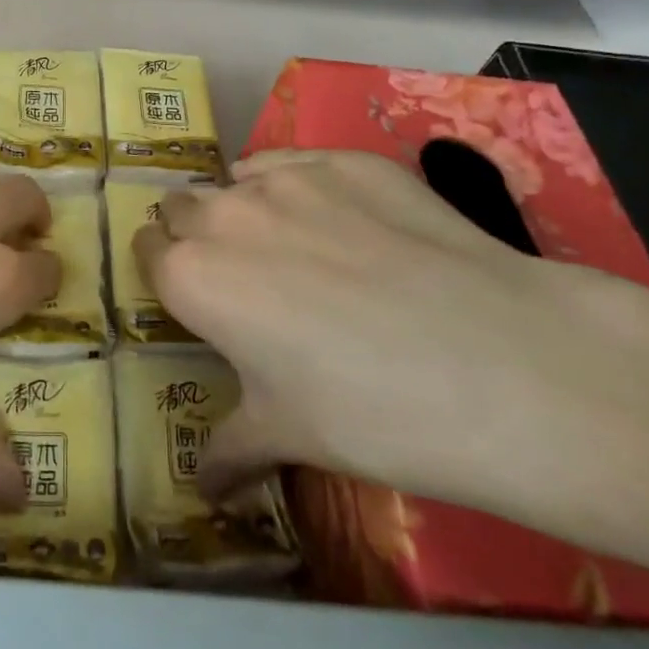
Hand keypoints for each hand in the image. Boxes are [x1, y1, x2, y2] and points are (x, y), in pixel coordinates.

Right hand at [133, 149, 648, 523]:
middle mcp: (225, 213)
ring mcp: (290, 177)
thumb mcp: (288, 436)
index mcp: (192, 276)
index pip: (147, 251)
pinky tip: (350, 224)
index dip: (166, 272)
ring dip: (247, 207)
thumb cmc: (370, 412)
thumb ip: (228, 451)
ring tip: (298, 247)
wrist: (501, 364)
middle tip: (243, 276)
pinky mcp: (349, 159)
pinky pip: (298, 162)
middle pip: (182, 206)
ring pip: (240, 179)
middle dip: (197, 234)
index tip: (192, 296)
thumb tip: (204, 490)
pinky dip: (303, 186)